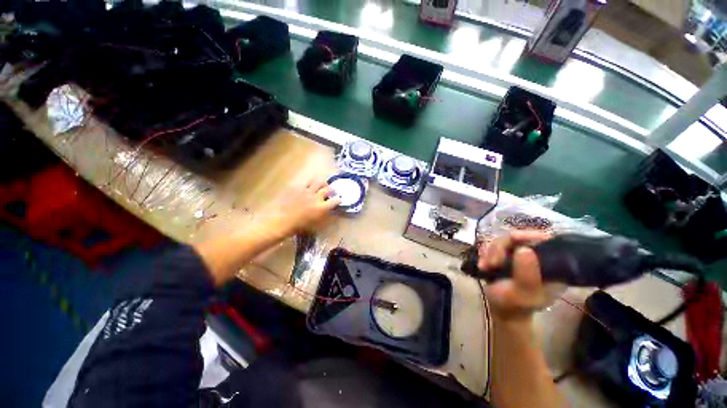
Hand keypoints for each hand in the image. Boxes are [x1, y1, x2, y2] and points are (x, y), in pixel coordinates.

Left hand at [264, 178, 340, 236]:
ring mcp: (307, 191)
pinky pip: (306, 182)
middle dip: (331, 190)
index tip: (338, 200)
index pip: (335, 201)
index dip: (338, 200)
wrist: (281, 221)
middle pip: (328, 189)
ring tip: (321, 186)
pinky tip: (309, 186)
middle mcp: (316, 197)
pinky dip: (310, 184)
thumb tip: (328, 211)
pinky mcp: (297, 187)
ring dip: (322, 184)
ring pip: (318, 182)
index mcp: (322, 207)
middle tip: (330, 191)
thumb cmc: (298, 227)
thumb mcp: (315, 225)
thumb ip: (324, 216)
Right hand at [479, 231, 563, 321]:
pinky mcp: (505, 256)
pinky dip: (485, 254)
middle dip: (501, 248)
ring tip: (485, 267)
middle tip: (493, 262)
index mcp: (552, 267)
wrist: (501, 311)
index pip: (546, 241)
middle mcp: (537, 257)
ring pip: (502, 241)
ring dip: (490, 253)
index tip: (513, 238)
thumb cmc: (514, 306)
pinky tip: (482, 265)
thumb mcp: (522, 294)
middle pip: (518, 238)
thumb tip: (524, 249)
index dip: (530, 235)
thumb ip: (526, 275)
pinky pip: (493, 246)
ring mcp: (519, 256)